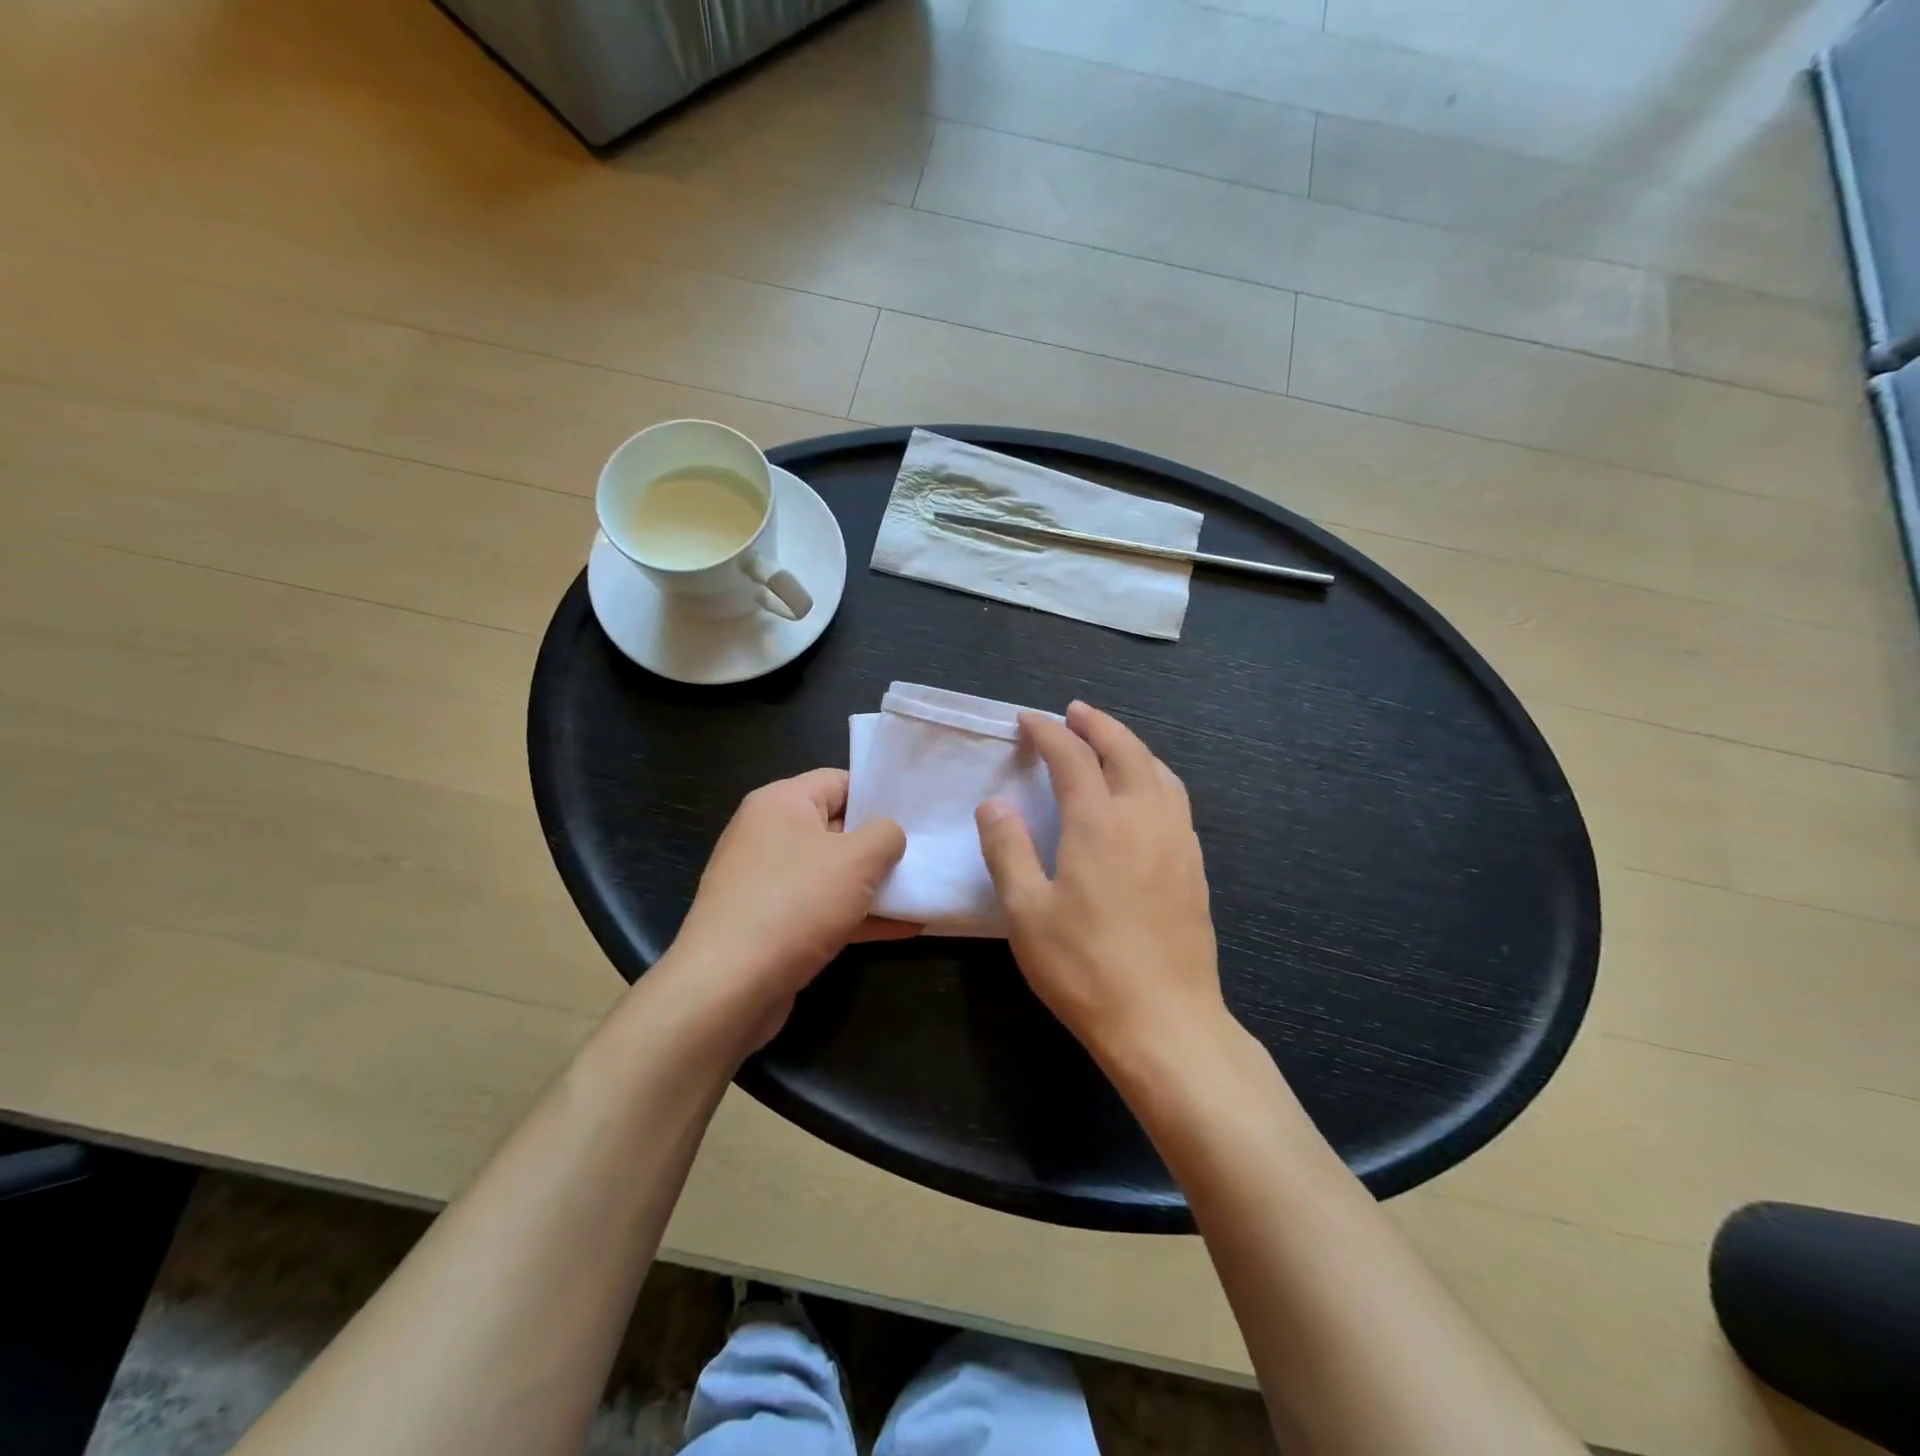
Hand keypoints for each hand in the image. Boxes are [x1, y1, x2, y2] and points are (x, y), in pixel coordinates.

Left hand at [667, 768, 913, 1045]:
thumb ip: (885, 835)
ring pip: (831, 874)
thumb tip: (888, 835)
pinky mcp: (769, 925)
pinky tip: (903, 929)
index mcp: (781, 803)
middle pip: (836, 828)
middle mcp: (767, 835)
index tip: (916, 813)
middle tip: (924, 854)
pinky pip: (822, 910)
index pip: (838, 781)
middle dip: (880, 844)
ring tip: (922, 892)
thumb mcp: (857, 859)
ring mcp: (766, 883)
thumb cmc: (795, 903)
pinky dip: (857, 917)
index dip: (879, 794)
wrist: (727, 987)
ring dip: (874, 886)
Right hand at [976, 703, 1225, 1068]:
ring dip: (1131, 745)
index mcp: (1099, 823)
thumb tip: (994, 804)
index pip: (1072, 757)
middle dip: (1097, 724)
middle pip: (1125, 750)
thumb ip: (1008, 850)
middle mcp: (1144, 818)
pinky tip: (1145, 792)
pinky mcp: (1194, 866)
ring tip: (1109, 741)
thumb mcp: (1026, 912)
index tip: (1027, 721)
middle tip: (1074, 712)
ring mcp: (1177, 841)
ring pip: (1159, 770)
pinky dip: (1155, 775)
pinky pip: (1176, 799)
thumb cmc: (1085, 968)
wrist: (1165, 1021)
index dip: (1047, 732)